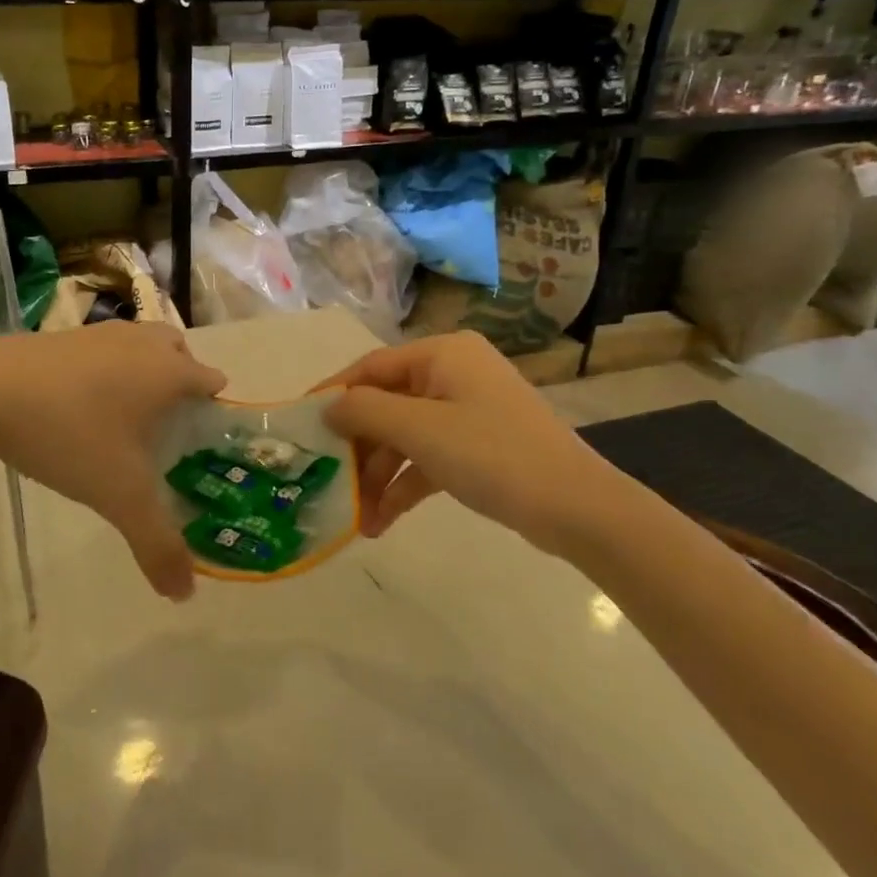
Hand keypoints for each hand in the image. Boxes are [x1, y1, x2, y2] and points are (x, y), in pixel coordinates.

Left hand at [0, 325, 225, 599]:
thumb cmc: (69, 433)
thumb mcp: (118, 495)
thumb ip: (156, 543)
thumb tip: (186, 593)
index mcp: (168, 372)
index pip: (212, 382)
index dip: (212, 413)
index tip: (198, 447)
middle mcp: (142, 344)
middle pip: (179, 353)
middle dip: (181, 383)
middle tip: (163, 429)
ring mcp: (102, 333)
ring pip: (141, 345)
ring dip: (143, 372)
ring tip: (123, 417)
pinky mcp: (65, 334)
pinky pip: (104, 349)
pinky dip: (106, 369)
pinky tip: (81, 405)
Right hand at [320, 333, 642, 558]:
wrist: (578, 509)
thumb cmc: (493, 455)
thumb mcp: (420, 430)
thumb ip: (364, 412)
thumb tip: (327, 407)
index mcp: (442, 354)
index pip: (370, 368)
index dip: (333, 395)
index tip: (298, 424)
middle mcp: (452, 374)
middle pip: (386, 405)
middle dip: (358, 449)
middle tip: (326, 480)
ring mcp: (467, 411)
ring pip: (405, 437)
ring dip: (378, 476)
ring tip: (356, 517)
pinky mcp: (478, 446)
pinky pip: (427, 458)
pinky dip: (405, 486)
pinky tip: (381, 522)